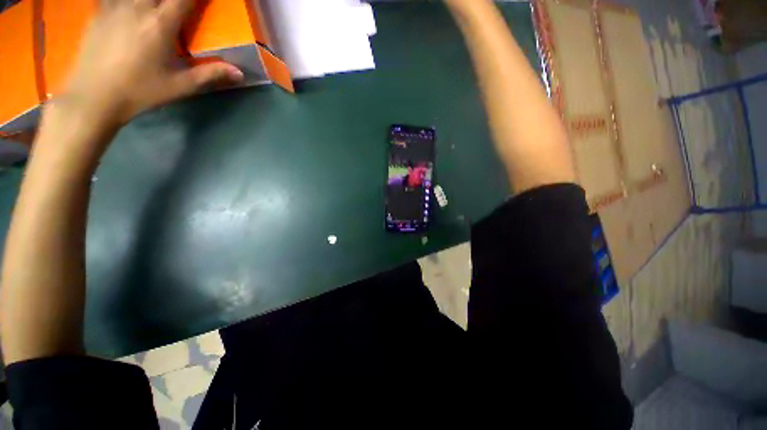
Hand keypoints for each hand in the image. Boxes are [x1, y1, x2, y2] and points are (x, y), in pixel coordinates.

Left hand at [63, 0, 243, 127]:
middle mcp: (137, 6)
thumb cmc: (140, 91)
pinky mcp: (99, 10)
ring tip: (155, 7)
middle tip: (178, 5)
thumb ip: (210, 74)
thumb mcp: (180, 86)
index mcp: (160, 24)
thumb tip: (239, 73)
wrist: (94, 96)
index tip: (203, 1)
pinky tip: (132, 7)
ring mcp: (114, 5)